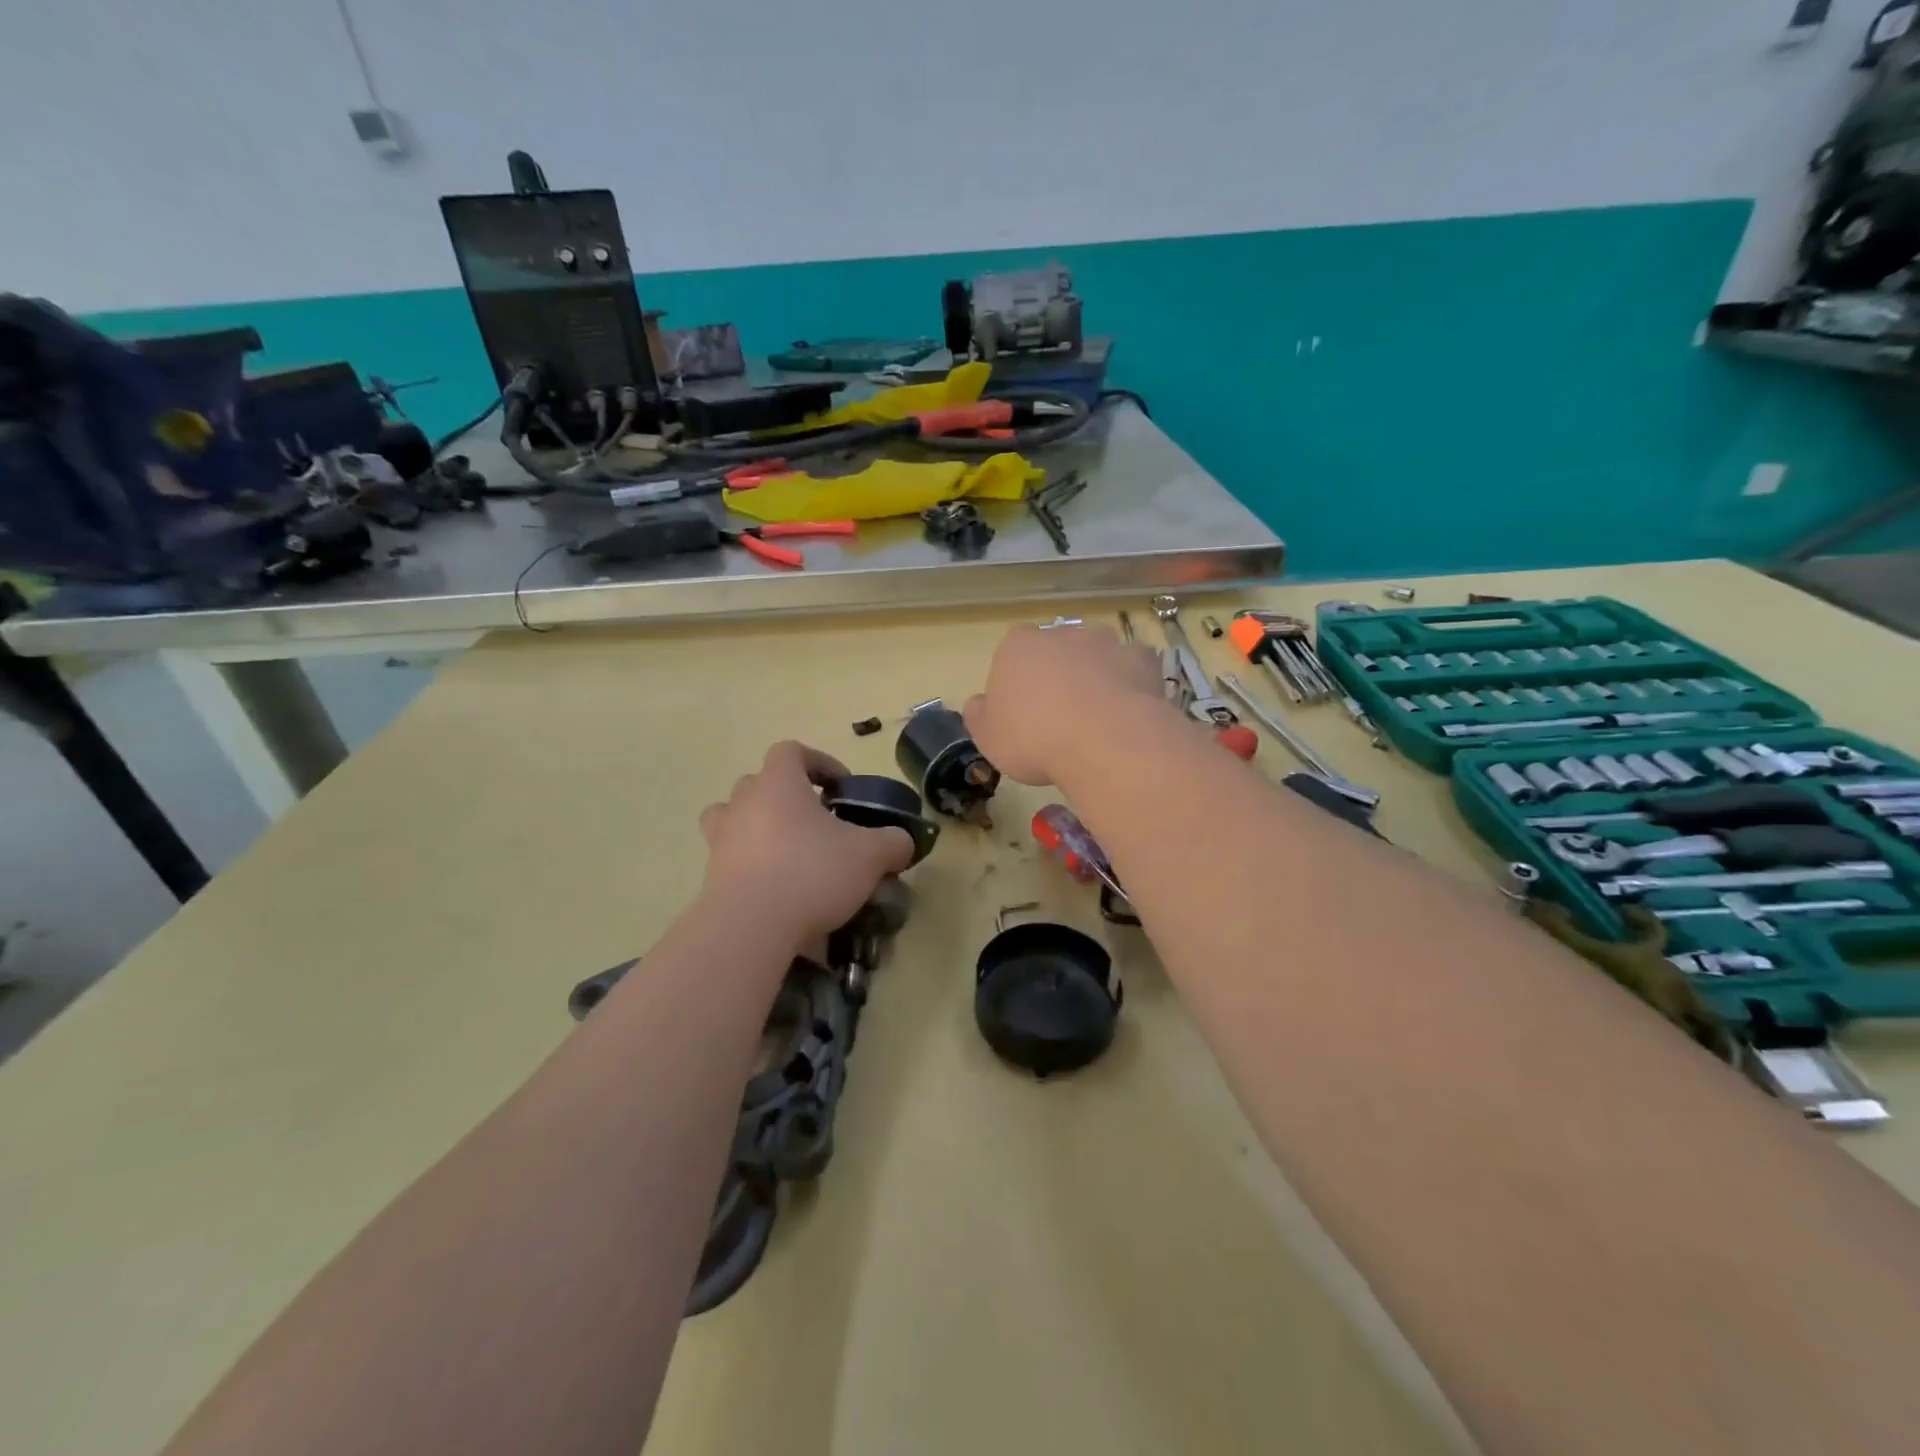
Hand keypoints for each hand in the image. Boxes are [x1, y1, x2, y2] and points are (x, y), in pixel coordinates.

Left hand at [698, 741, 914, 946]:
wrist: (751, 928)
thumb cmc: (811, 873)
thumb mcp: (870, 855)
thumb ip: (893, 842)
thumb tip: (902, 842)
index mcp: (778, 784)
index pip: (791, 751)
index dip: (819, 762)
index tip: (841, 787)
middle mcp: (743, 803)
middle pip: (760, 782)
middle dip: (789, 796)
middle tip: (817, 822)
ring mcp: (720, 839)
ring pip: (733, 817)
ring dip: (758, 826)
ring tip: (787, 850)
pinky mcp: (711, 876)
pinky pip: (730, 857)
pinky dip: (750, 864)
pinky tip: (777, 889)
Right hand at [963, 624, 1167, 785]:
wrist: (1104, 742)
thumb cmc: (1034, 739)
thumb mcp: (989, 738)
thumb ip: (979, 715)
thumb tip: (979, 703)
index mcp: (1017, 647)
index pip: (1012, 654)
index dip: (1017, 682)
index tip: (1022, 713)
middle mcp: (1061, 634)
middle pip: (1055, 651)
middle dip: (1057, 675)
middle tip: (1059, 717)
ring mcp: (1105, 642)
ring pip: (1094, 656)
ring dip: (1094, 676)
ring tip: (1097, 718)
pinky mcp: (1142, 659)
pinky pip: (1132, 669)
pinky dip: (1129, 684)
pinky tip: (1128, 713)